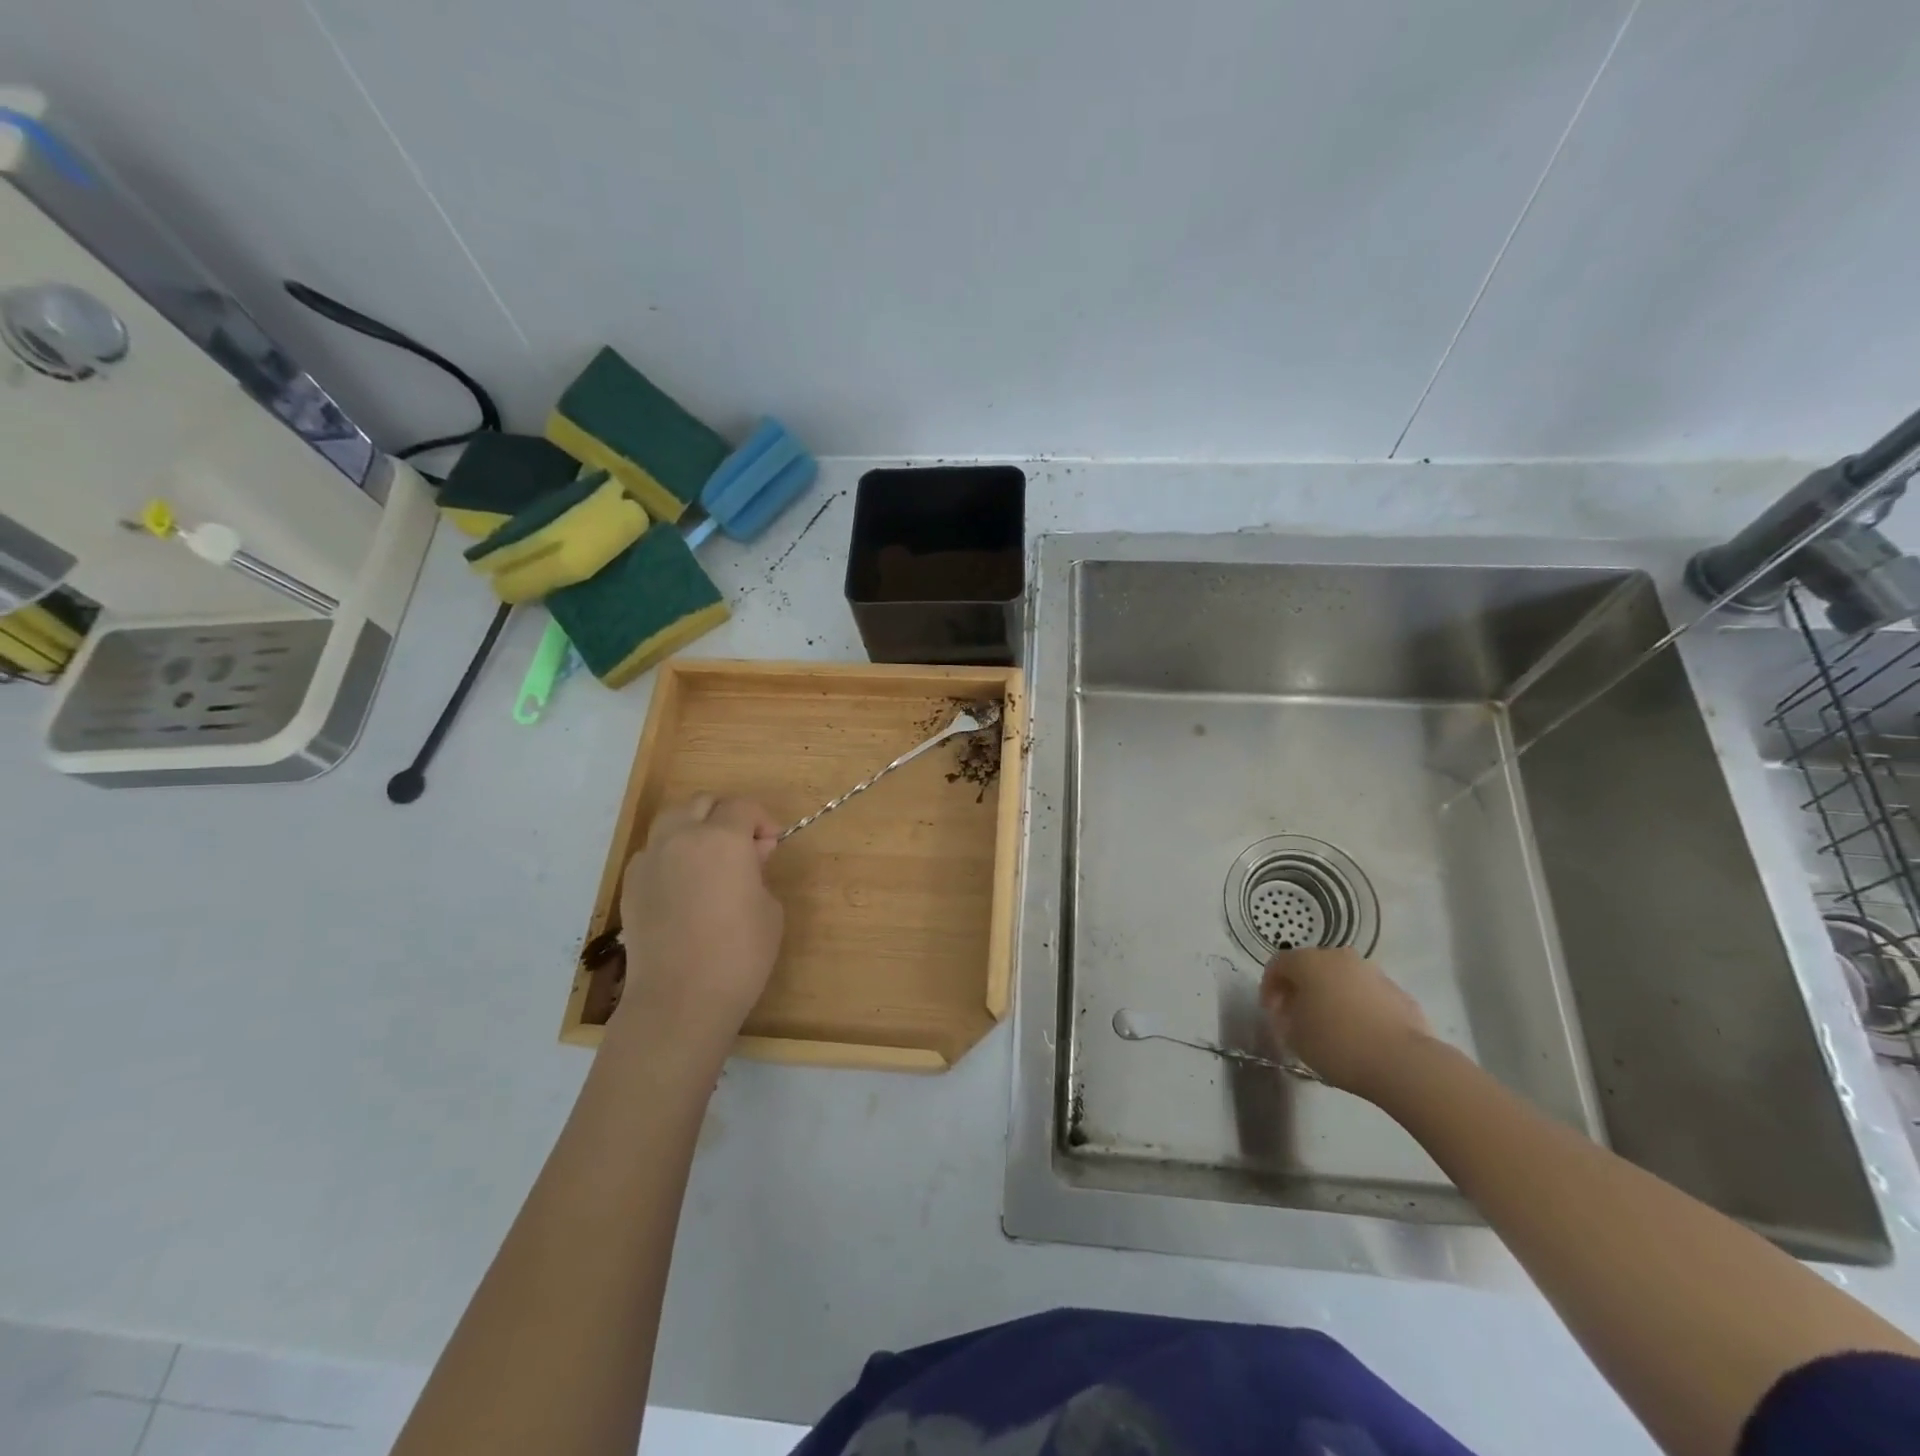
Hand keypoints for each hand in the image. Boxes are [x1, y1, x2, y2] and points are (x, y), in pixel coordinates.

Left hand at [610, 794, 782, 1061]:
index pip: (742, 807)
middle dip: (725, 816)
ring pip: (671, 821)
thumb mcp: (769, 908)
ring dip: (694, 828)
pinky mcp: (630, 886)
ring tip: (709, 859)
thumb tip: (749, 856)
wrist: (680, 1000)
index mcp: (721, 838)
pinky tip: (683, 885)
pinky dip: (671, 855)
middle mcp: (681, 838)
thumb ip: (759, 871)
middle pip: (701, 803)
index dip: (762, 820)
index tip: (771, 845)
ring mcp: (649, 860)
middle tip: (743, 847)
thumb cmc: (740, 954)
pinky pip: (653, 853)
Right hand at [1261, 947, 1434, 1098]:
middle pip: (1311, 967)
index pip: (1278, 964)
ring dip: (1331, 996)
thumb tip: (1292, 1012)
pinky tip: (1360, 1034)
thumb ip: (1285, 1018)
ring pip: (1342, 979)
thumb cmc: (1337, 1044)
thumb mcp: (1294, 1036)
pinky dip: (1358, 1007)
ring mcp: (1373, 973)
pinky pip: (1367, 995)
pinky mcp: (1399, 993)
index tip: (1271, 1013)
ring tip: (1331, 1027)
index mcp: (1308, 962)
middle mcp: (1339, 957)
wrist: (1403, 1063)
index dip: (1269, 987)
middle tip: (1297, 1017)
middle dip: (1301, 989)